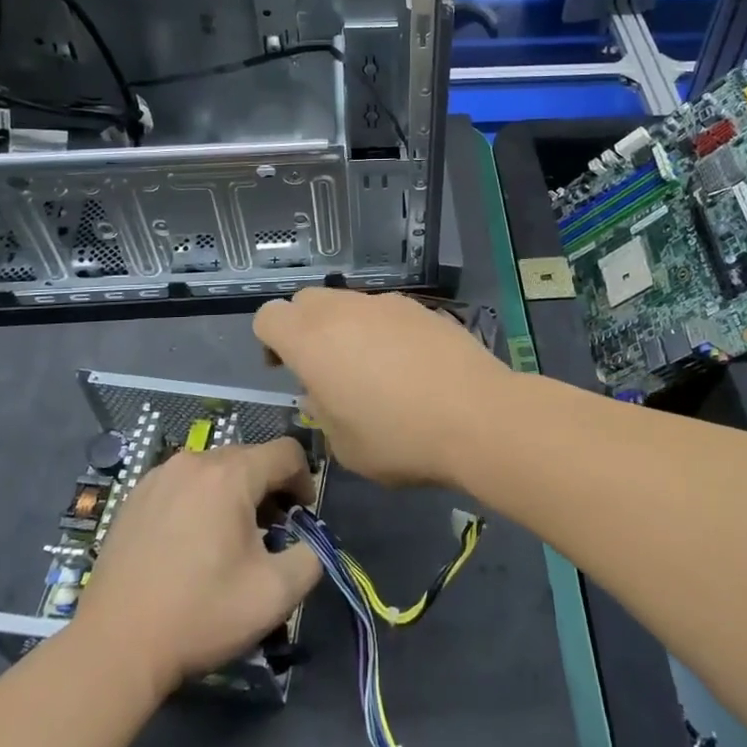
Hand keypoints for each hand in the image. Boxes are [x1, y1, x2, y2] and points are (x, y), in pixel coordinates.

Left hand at [75, 436, 321, 693]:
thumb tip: (311, 543)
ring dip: (233, 493)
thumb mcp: (276, 594)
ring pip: (214, 470)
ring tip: (229, 539)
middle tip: (270, 533)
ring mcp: (159, 476)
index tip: (301, 517)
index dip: (304, 479)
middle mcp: (194, 461)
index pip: (286, 452)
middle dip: (269, 489)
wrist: (115, 646)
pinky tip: (190, 543)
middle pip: (249, 458)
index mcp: (231, 474)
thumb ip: (312, 558)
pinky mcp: (134, 497)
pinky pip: (183, 483)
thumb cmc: (201, 614)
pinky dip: (199, 501)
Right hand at [253, 289, 514, 488]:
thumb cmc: (400, 439)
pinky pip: (385, 312)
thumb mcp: (344, 445)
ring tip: (372, 369)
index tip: (285, 369)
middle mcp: (343, 311)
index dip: (269, 341)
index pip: (268, 316)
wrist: (478, 416)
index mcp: (311, 341)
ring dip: (345, 328)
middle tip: (324, 368)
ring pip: (348, 303)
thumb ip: (322, 412)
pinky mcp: (421, 307)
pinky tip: (409, 365)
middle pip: (306, 300)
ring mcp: (386, 304)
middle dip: (304, 328)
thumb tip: (323, 393)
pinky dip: (383, 330)